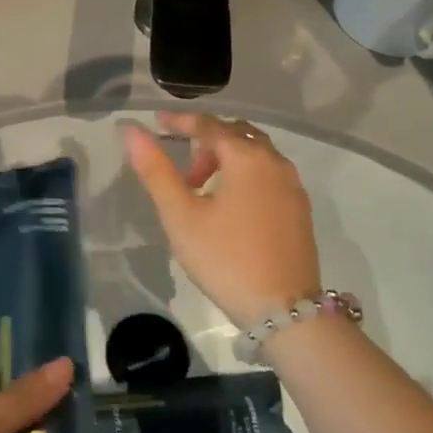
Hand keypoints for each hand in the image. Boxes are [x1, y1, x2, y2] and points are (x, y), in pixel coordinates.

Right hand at [120, 112, 321, 326]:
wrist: (284, 310)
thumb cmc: (225, 259)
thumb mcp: (181, 216)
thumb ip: (156, 170)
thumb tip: (131, 130)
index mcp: (247, 158)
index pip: (209, 125)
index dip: (181, 121)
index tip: (157, 123)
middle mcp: (275, 163)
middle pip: (237, 135)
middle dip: (206, 142)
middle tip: (183, 171)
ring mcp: (293, 187)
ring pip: (256, 155)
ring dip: (227, 160)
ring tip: (203, 191)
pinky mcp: (300, 210)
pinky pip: (269, 175)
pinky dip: (246, 176)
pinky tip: (231, 208)